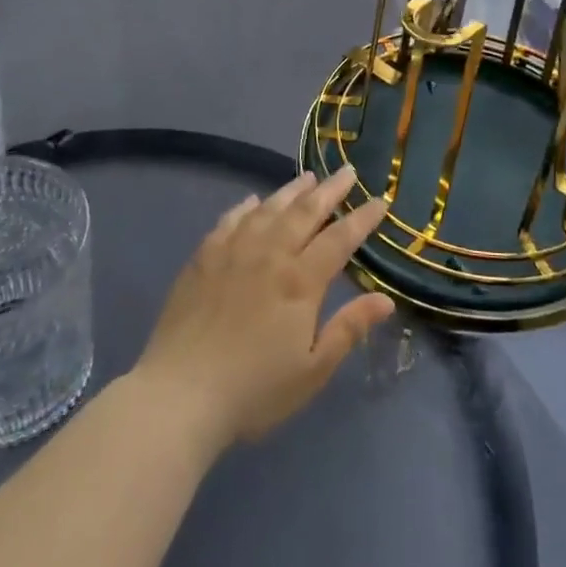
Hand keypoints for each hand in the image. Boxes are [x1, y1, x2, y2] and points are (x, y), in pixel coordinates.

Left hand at [131, 166, 392, 453]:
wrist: (180, 394)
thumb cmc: (254, 390)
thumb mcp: (312, 370)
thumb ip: (348, 329)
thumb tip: (386, 298)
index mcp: (300, 281)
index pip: (339, 239)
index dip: (362, 219)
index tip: (380, 201)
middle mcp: (269, 254)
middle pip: (305, 212)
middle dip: (330, 190)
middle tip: (347, 171)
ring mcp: (233, 252)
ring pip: (268, 209)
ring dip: (291, 191)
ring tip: (307, 177)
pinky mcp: (203, 259)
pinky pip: (230, 221)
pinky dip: (246, 207)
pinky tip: (253, 202)